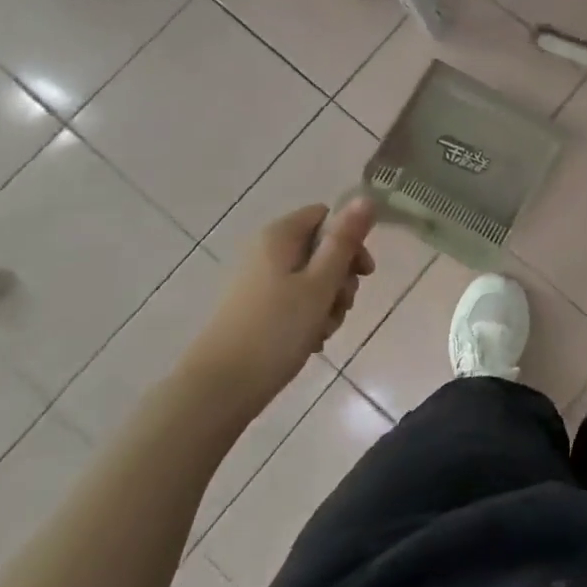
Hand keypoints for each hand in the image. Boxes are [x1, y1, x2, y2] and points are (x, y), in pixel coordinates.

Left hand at [183, 198, 376, 409]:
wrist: (219, 388)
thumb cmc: (276, 329)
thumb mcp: (320, 283)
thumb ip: (345, 241)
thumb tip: (366, 197)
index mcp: (280, 236)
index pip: (326, 216)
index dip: (350, 241)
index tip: (362, 274)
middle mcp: (266, 251)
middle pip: (321, 249)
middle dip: (341, 278)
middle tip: (342, 306)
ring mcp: (259, 281)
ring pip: (311, 279)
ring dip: (328, 302)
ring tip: (324, 330)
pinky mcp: (255, 308)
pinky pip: (294, 300)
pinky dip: (309, 316)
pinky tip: (312, 340)